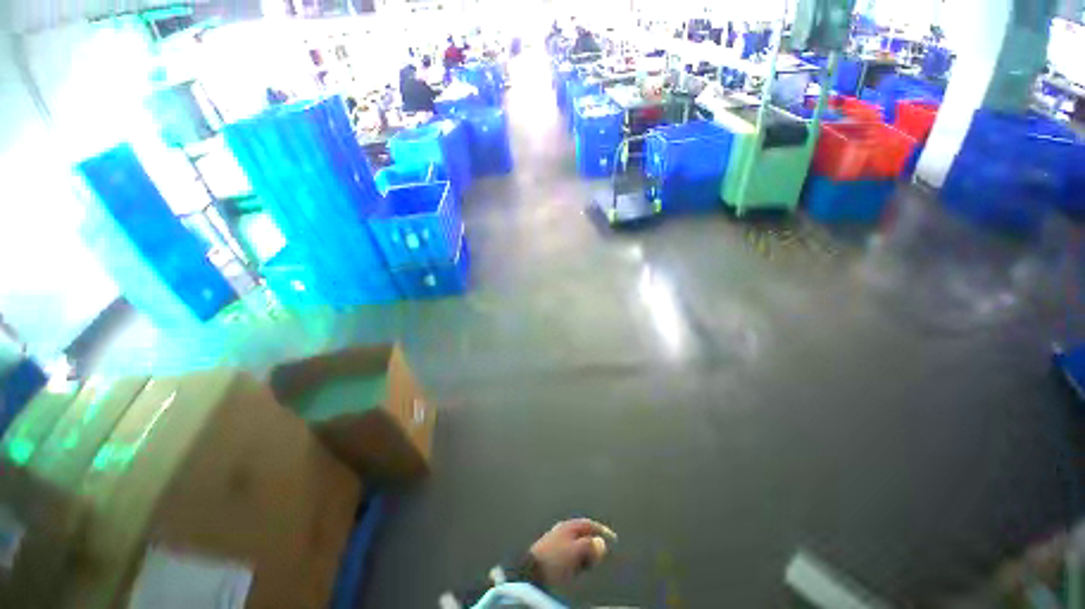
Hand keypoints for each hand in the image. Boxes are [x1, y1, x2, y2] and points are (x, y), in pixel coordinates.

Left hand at [528, 518, 617, 587]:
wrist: (531, 572)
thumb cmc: (555, 560)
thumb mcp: (575, 552)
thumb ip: (589, 545)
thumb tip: (601, 543)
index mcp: (568, 525)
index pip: (588, 523)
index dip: (601, 530)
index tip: (613, 538)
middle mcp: (561, 529)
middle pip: (582, 532)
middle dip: (593, 541)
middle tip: (601, 553)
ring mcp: (555, 540)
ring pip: (575, 543)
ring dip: (584, 550)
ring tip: (590, 562)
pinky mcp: (550, 552)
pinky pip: (569, 552)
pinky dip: (576, 557)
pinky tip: (577, 567)